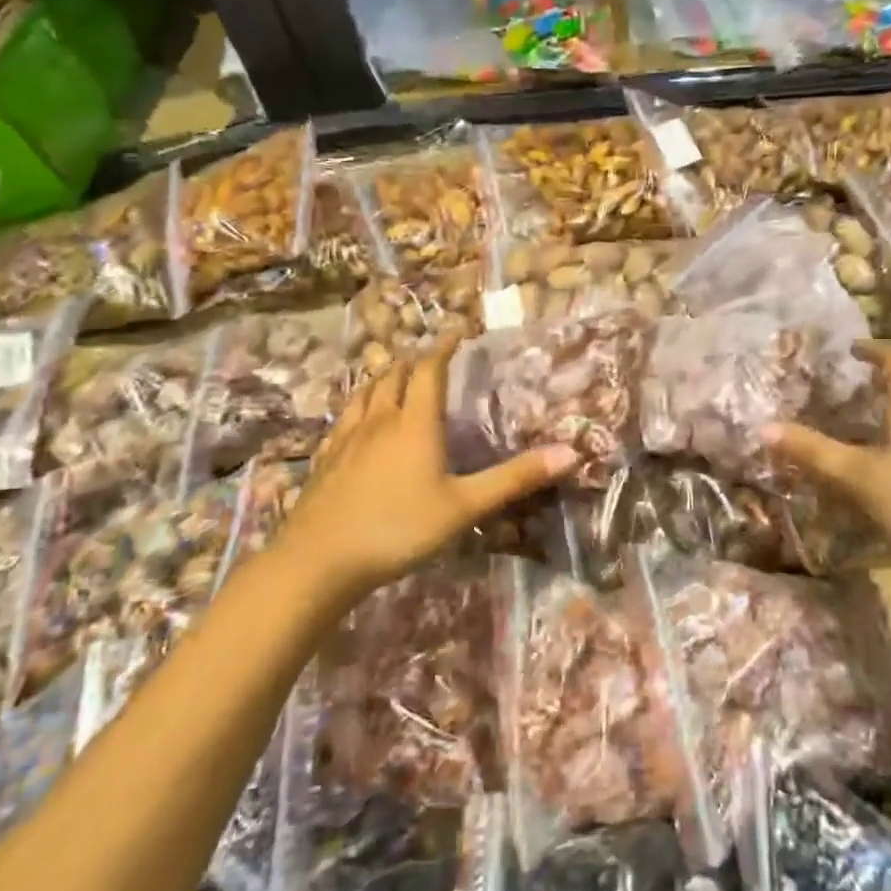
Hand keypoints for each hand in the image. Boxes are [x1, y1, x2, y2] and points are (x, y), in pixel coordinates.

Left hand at [283, 337, 577, 599]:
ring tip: (395, 376)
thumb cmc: (399, 527)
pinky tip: (357, 421)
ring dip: (384, 378)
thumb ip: (514, 479)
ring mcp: (347, 439)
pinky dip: (358, 407)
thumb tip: (570, 452)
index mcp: (415, 424)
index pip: (430, 370)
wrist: (320, 559)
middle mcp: (380, 420)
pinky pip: (344, 419)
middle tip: (431, 357)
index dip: (444, 347)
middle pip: (395, 376)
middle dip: (414, 361)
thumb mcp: (465, 506)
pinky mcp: (326, 459)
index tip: (457, 331)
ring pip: (366, 394)